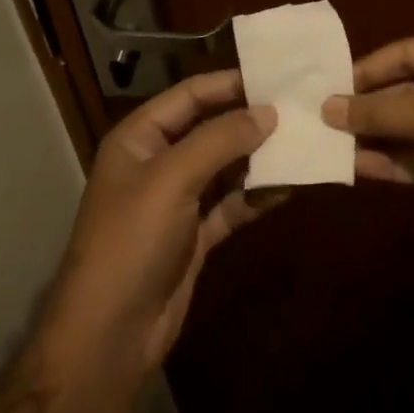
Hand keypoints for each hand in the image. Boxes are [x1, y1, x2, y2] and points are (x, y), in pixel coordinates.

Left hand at [42, 70, 279, 378]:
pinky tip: (290, 186)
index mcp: (140, 137)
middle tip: (300, 109)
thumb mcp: (172, 179)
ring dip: (260, 158)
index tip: (276, 76)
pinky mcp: (195, 234)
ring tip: (303, 143)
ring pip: (226, 166)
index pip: (190, 95)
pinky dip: (257, 195)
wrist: (110, 336)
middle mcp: (158, 161)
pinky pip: (232, 203)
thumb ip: (221, 139)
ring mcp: (177, 200)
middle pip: (211, 128)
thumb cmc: (131, 241)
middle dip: (251, 121)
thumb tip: (269, 111)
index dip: (230, 83)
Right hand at [322, 33, 413, 269]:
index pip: (409, 51)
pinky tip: (360, 168)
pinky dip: (397, 161)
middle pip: (411, 88)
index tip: (331, 85)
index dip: (370, 67)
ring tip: (333, 144)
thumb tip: (327, 107)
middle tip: (326, 118)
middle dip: (372, 105)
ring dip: (379, 136)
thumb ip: (377, 110)